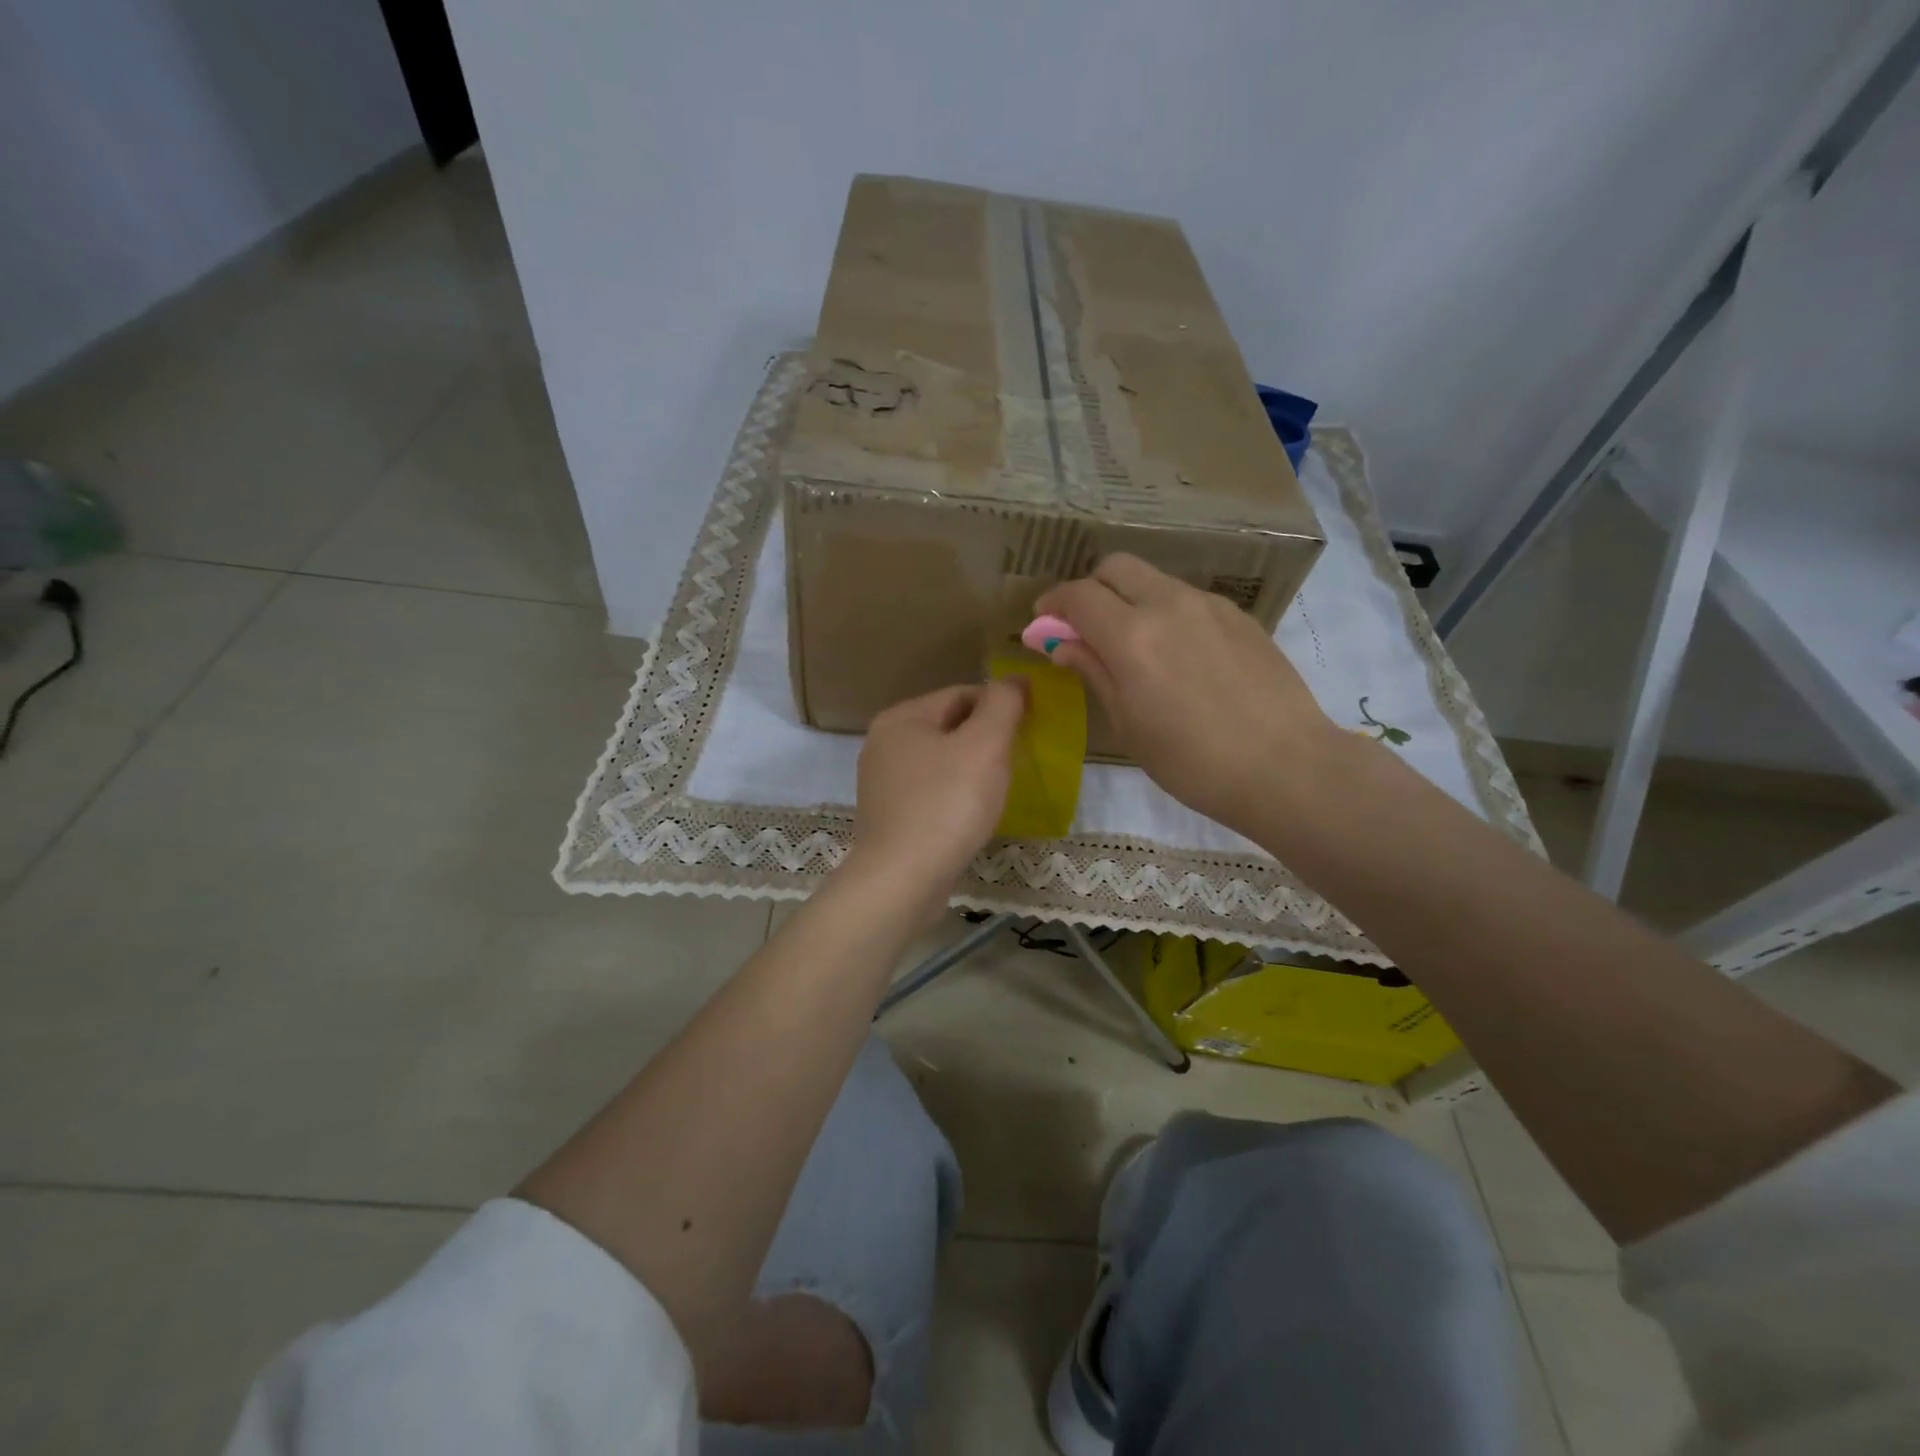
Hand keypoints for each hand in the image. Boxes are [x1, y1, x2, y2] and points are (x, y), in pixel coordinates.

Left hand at [848, 680, 1025, 903]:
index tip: (1031, 726)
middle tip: (1019, 759)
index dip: (1000, 705)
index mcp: (901, 718)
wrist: (902, 880)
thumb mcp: (984, 745)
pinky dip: (955, 796)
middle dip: (986, 738)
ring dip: (972, 769)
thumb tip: (1015, 681)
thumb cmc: (947, 804)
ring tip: (1000, 788)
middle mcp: (884, 744)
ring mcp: (882, 783)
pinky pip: (932, 793)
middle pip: (949, 726)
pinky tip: (973, 815)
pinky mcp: (889, 817)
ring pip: (941, 762)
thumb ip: (1003, 705)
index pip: (961, 693)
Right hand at [1036, 554, 1341, 832]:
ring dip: (1130, 599)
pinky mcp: (1239, 616)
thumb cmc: (1192, 762)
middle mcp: (1168, 605)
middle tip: (1085, 627)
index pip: (1078, 595)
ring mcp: (1209, 605)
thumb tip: (1062, 643)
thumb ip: (1094, 672)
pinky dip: (1166, 613)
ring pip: (1154, 580)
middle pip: (1116, 567)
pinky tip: (1179, 656)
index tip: (1043, 624)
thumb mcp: (1129, 725)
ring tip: (1135, 646)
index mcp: (1132, 637)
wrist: (1285, 766)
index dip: (1053, 604)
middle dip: (1090, 589)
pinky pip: (1188, 599)